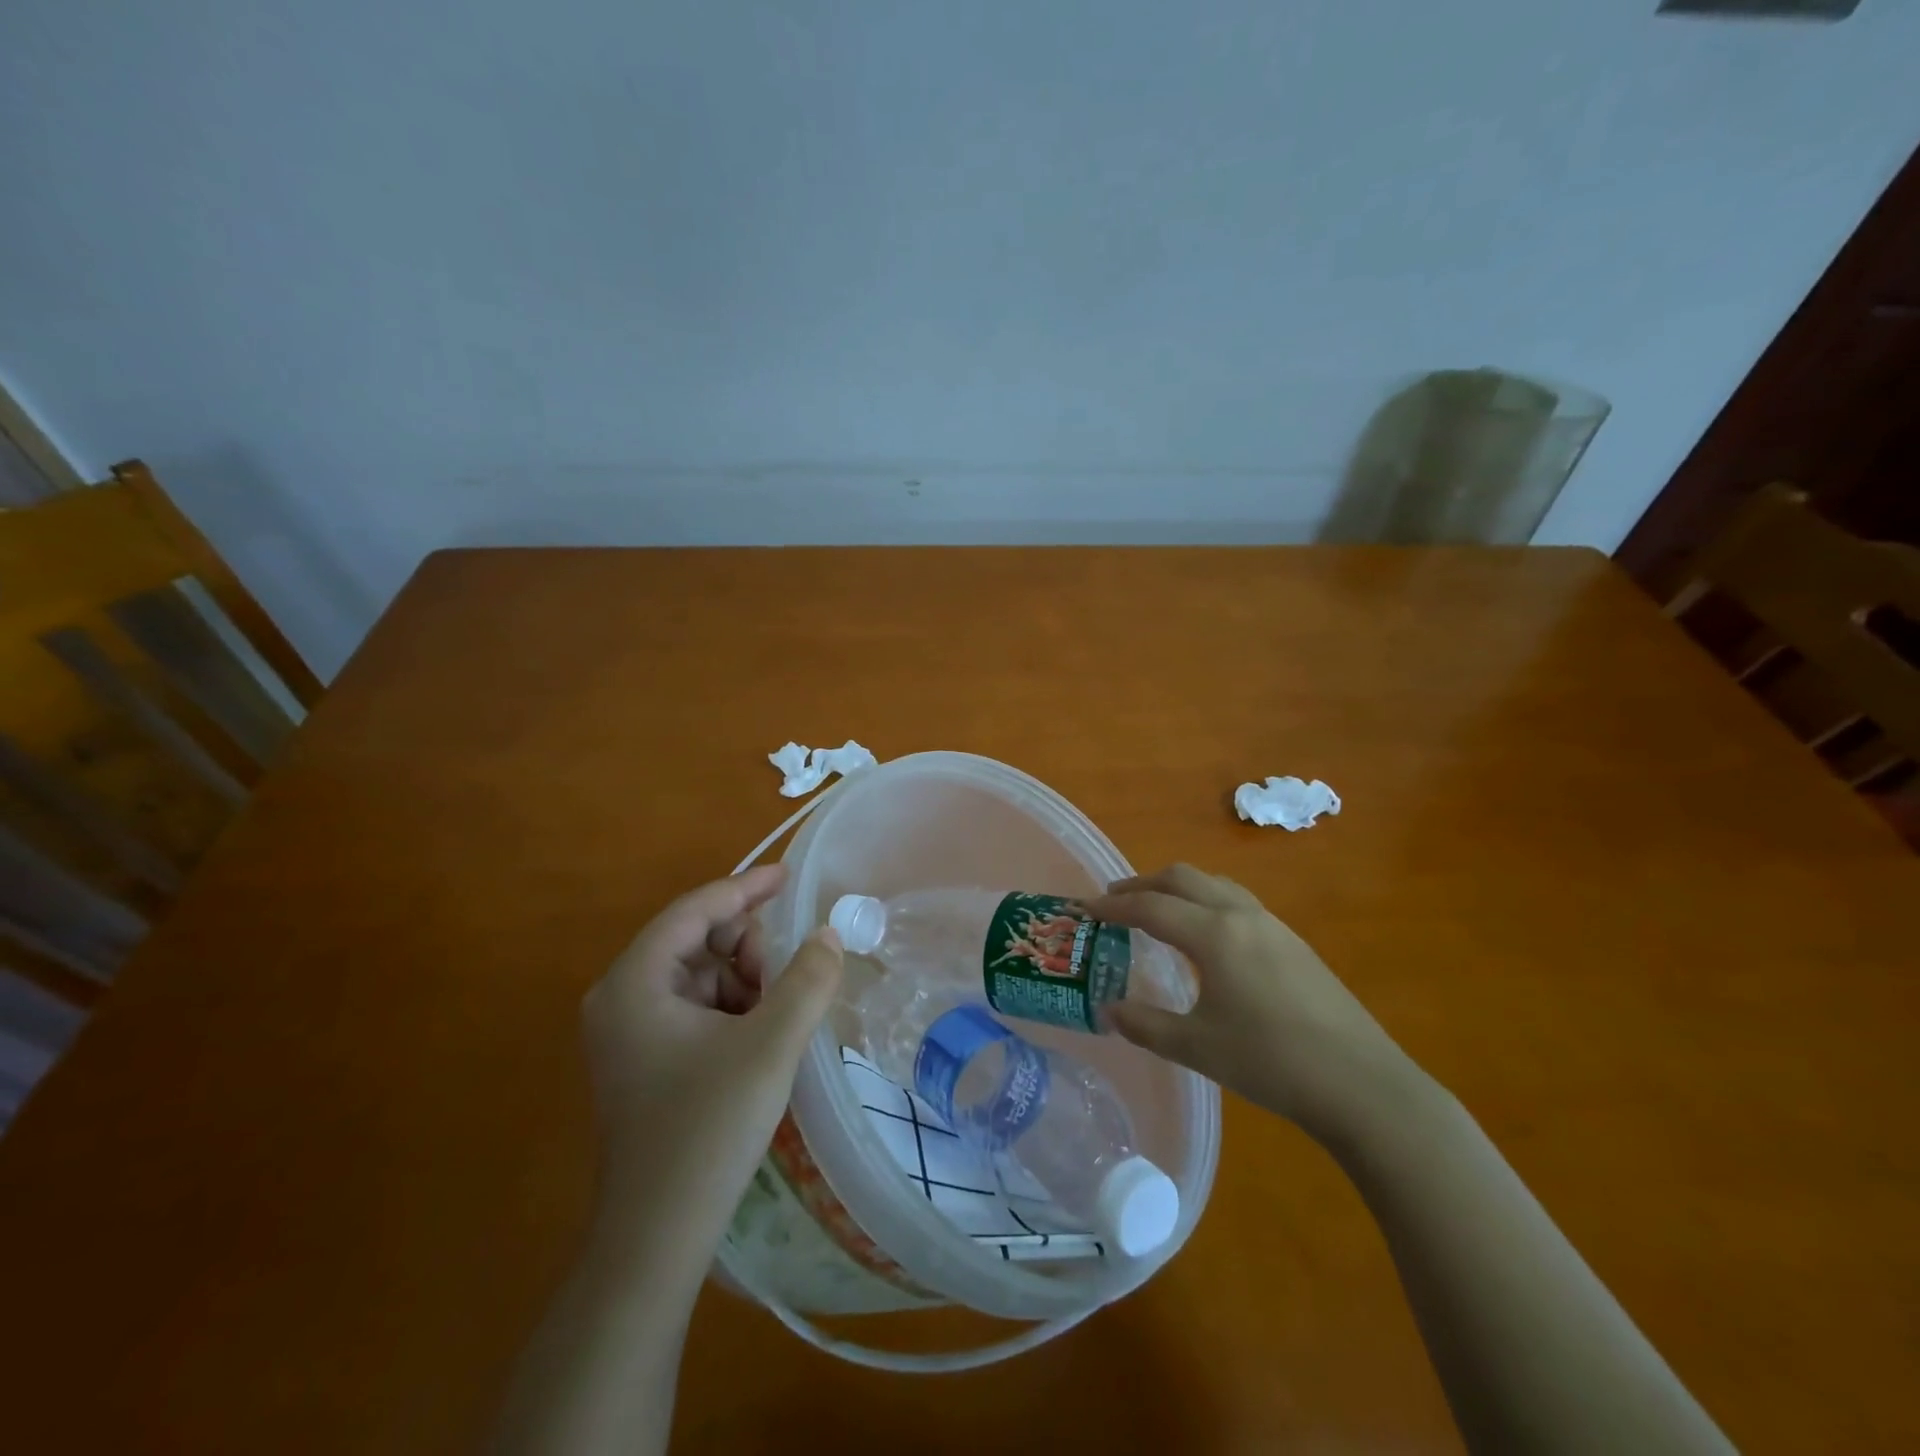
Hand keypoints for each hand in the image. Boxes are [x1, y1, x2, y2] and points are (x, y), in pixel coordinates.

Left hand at [581, 864, 842, 1249]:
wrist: (656, 1238)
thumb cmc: (707, 1128)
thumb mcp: (771, 1044)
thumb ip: (807, 979)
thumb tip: (829, 934)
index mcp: (634, 982)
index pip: (694, 910)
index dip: (745, 888)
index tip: (789, 876)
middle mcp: (620, 997)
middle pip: (696, 940)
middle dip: (748, 948)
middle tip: (788, 975)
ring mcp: (627, 1032)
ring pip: (700, 975)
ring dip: (745, 981)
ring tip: (777, 1016)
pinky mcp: (642, 1060)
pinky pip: (695, 1008)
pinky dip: (732, 1009)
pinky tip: (759, 1039)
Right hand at [1088, 864, 1411, 1142]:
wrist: (1361, 1083)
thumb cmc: (1271, 1062)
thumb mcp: (1197, 1047)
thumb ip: (1146, 1025)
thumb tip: (1109, 1010)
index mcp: (1213, 934)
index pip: (1150, 907)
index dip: (1112, 906)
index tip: (1084, 908)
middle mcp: (1241, 915)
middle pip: (1182, 878)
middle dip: (1142, 884)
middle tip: (1114, 901)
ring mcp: (1272, 925)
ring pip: (1213, 884)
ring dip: (1176, 888)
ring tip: (1155, 910)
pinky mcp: (1292, 942)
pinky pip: (1235, 901)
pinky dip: (1204, 901)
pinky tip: (1204, 936)